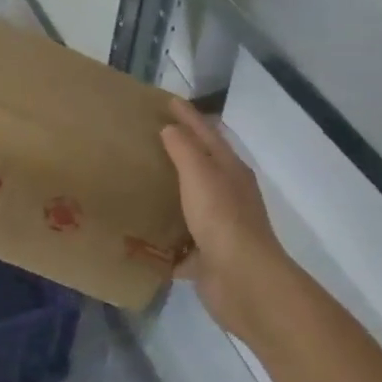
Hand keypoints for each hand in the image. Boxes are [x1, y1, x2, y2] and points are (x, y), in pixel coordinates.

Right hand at [160, 99, 293, 342]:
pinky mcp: (206, 257)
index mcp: (231, 171)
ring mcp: (218, 228)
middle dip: (179, 151)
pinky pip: (179, 242)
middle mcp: (228, 196)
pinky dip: (163, 238)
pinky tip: (140, 233)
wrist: (243, 282)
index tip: (166, 99)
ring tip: (138, 181)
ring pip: (190, 203)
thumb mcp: (201, 174)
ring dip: (170, 193)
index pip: (207, 133)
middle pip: (201, 166)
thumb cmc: (222, 219)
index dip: (188, 115)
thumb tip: (171, 128)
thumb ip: (184, 149)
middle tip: (146, 136)